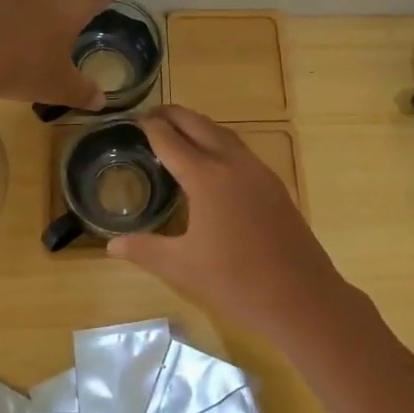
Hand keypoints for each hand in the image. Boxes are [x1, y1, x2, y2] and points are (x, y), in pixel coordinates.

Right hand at [110, 106, 351, 342]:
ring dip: (199, 126)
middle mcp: (233, 163)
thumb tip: (112, 245)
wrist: (301, 297)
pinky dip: (219, 142)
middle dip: (174, 115)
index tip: (135, 119)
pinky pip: (240, 150)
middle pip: (199, 125)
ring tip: (178, 131)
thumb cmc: (236, 281)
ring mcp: (258, 171)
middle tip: (152, 115)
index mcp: (207, 177)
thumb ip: (145, 249)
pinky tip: (212, 161)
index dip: (151, 127)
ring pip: (224, 134)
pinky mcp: (274, 184)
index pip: (171, 140)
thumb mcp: (182, 267)